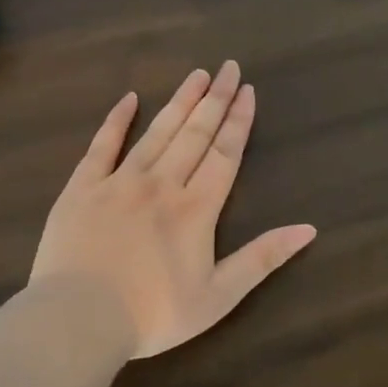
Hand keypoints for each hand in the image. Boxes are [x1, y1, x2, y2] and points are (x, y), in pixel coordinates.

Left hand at [30, 61, 317, 358]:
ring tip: (196, 74)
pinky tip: (129, 98)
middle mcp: (161, 184)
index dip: (238, 121)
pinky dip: (116, 121)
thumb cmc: (153, 314)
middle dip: (215, 99)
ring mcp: (119, 182)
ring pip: (156, 132)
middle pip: (194, 134)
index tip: (247, 90)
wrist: (78, 319)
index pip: (225, 154)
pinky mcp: (81, 189)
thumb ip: (262, 258)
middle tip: (228, 67)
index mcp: (196, 209)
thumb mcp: (219, 296)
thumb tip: (309, 228)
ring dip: (179, 102)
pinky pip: (101, 146)